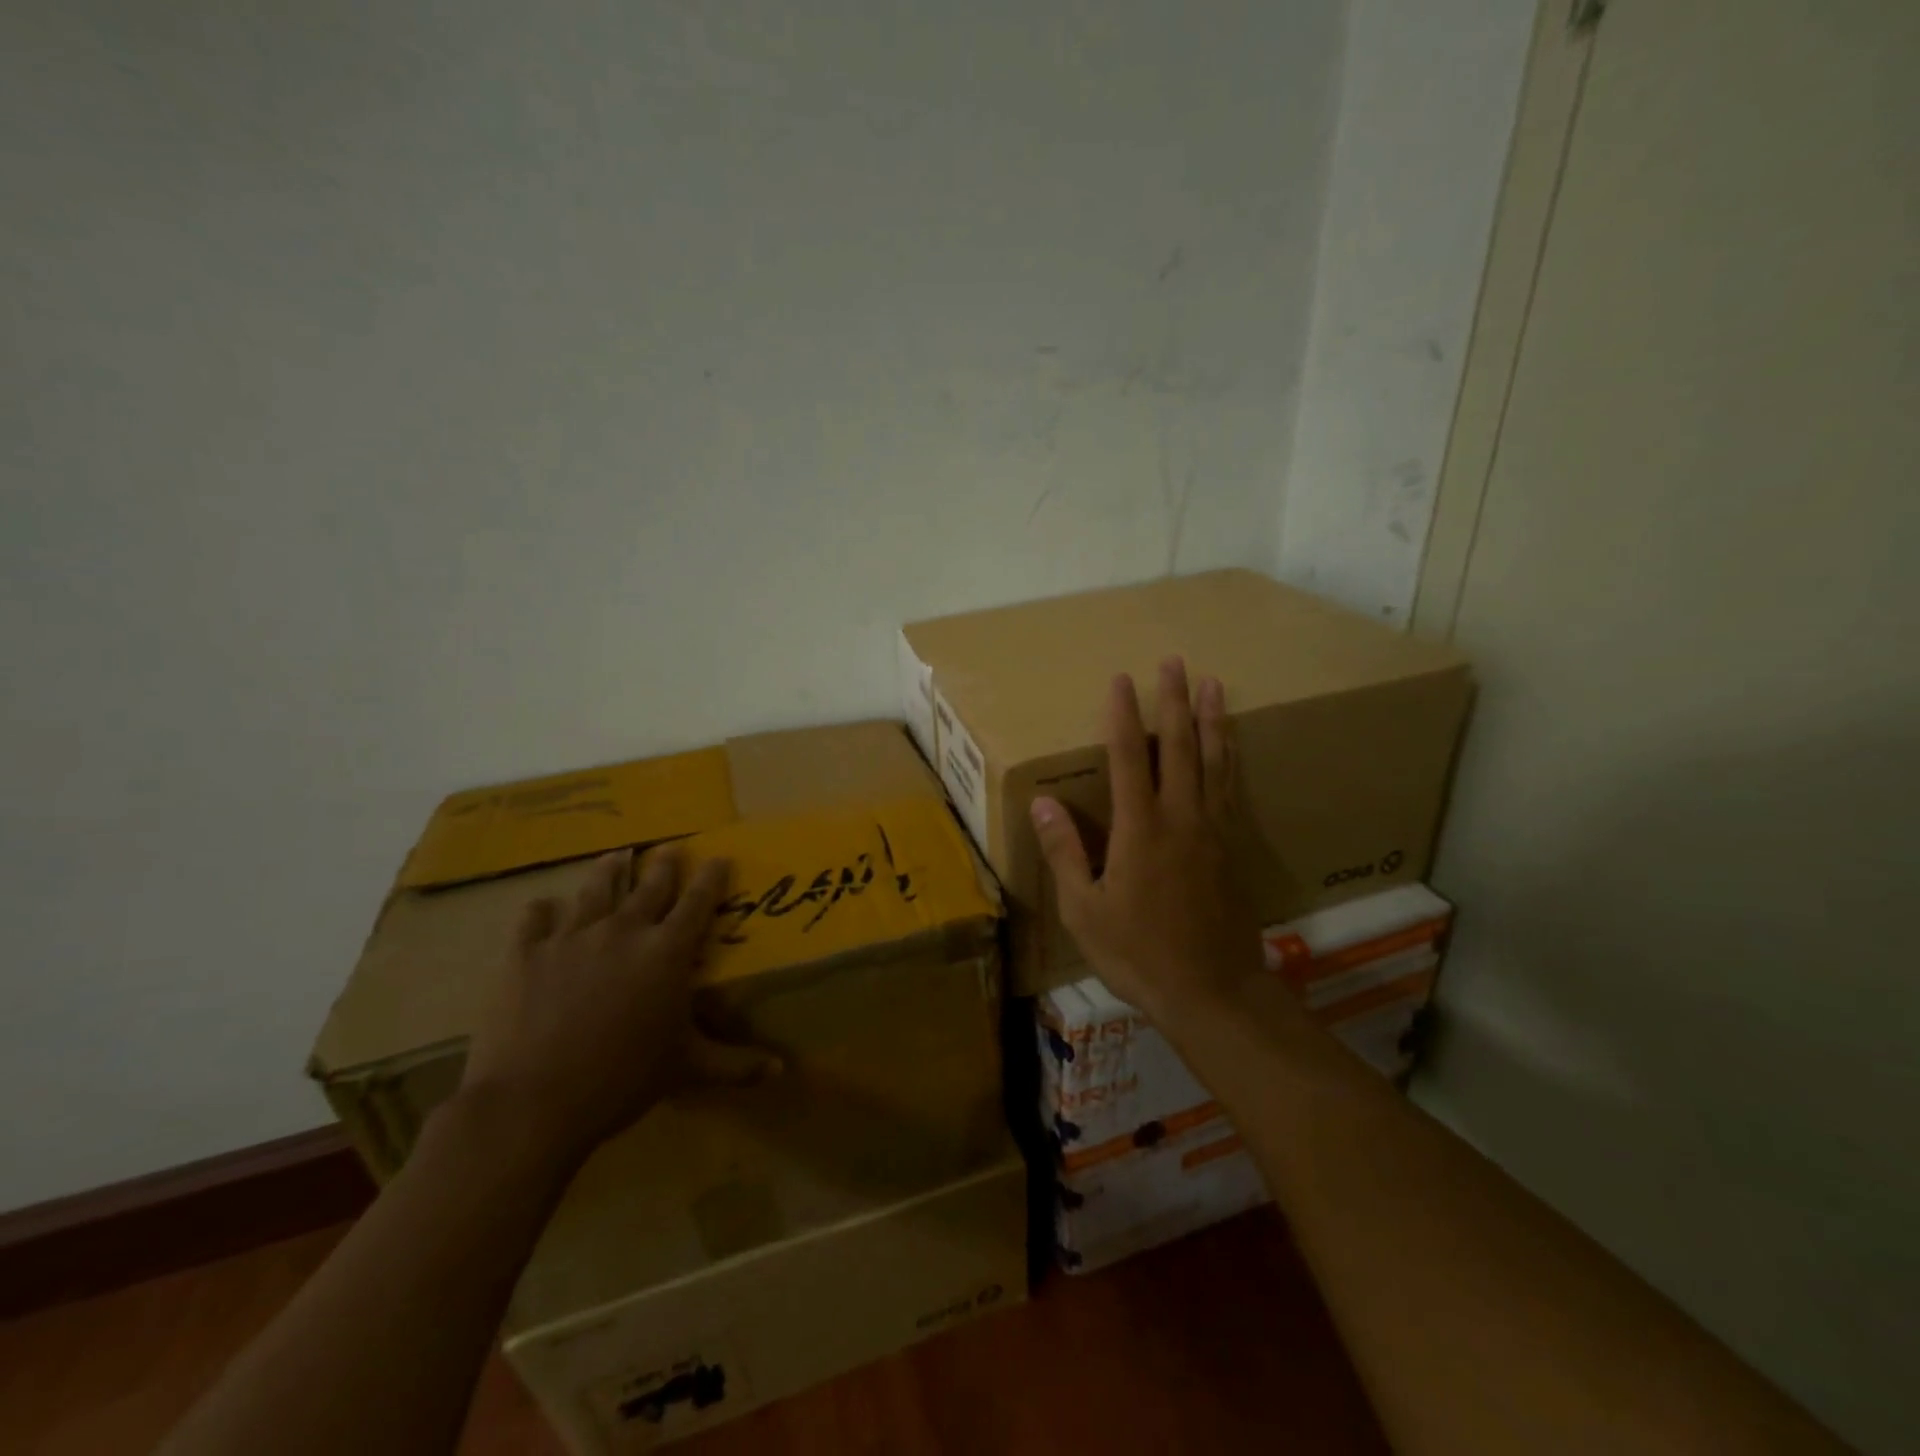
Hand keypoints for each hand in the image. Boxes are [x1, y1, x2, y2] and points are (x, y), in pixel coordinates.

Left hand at [459, 846, 774, 1165]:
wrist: (533, 1102)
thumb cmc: (622, 1081)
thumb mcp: (687, 1070)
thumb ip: (736, 1065)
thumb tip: (782, 1071)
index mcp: (667, 952)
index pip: (698, 901)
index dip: (712, 877)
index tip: (719, 857)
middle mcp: (624, 930)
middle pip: (650, 885)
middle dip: (665, 865)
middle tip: (670, 849)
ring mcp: (572, 936)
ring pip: (596, 889)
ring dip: (610, 870)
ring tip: (616, 856)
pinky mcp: (526, 952)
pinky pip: (536, 917)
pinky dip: (544, 911)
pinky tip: (546, 909)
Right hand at [1031, 659, 1269, 1026]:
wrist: (1213, 991)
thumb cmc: (1138, 953)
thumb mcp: (1084, 910)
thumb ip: (1065, 852)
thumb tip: (1043, 802)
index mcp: (1139, 829)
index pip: (1128, 757)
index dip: (1123, 715)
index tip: (1120, 679)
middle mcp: (1180, 817)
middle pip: (1179, 747)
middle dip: (1174, 701)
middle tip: (1174, 662)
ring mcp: (1213, 830)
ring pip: (1214, 761)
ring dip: (1211, 719)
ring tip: (1213, 684)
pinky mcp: (1233, 848)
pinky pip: (1230, 788)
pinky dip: (1230, 757)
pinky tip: (1231, 745)